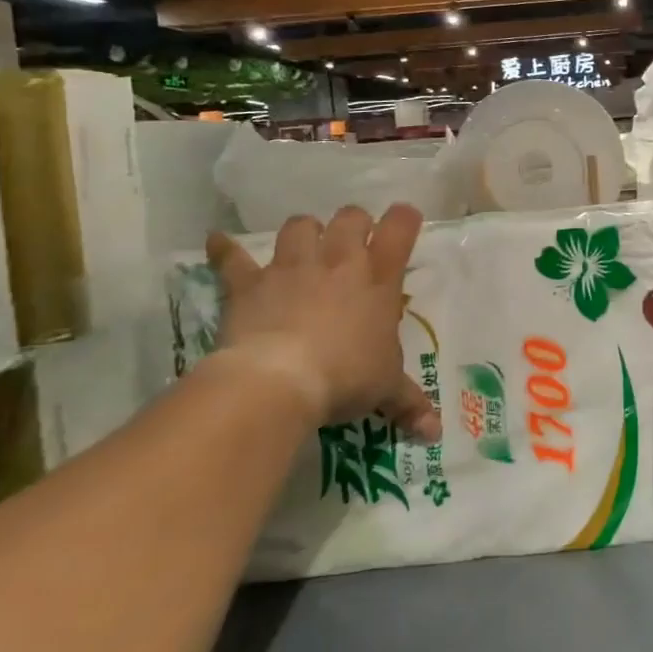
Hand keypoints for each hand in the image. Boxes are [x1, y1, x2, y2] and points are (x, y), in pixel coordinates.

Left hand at [207, 206, 441, 441]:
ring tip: (305, 248)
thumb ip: (410, 404)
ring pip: (300, 225)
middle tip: (353, 244)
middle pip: (350, 218)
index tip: (404, 221)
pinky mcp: (251, 281)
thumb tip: (435, 433)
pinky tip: (217, 243)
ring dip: (305, 232)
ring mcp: (292, 267)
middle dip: (354, 224)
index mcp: (379, 279)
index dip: (404, 219)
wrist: (279, 380)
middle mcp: (338, 261)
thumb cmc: (345, 378)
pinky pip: (232, 258)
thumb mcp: (385, 390)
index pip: (400, 229)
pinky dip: (224, 250)